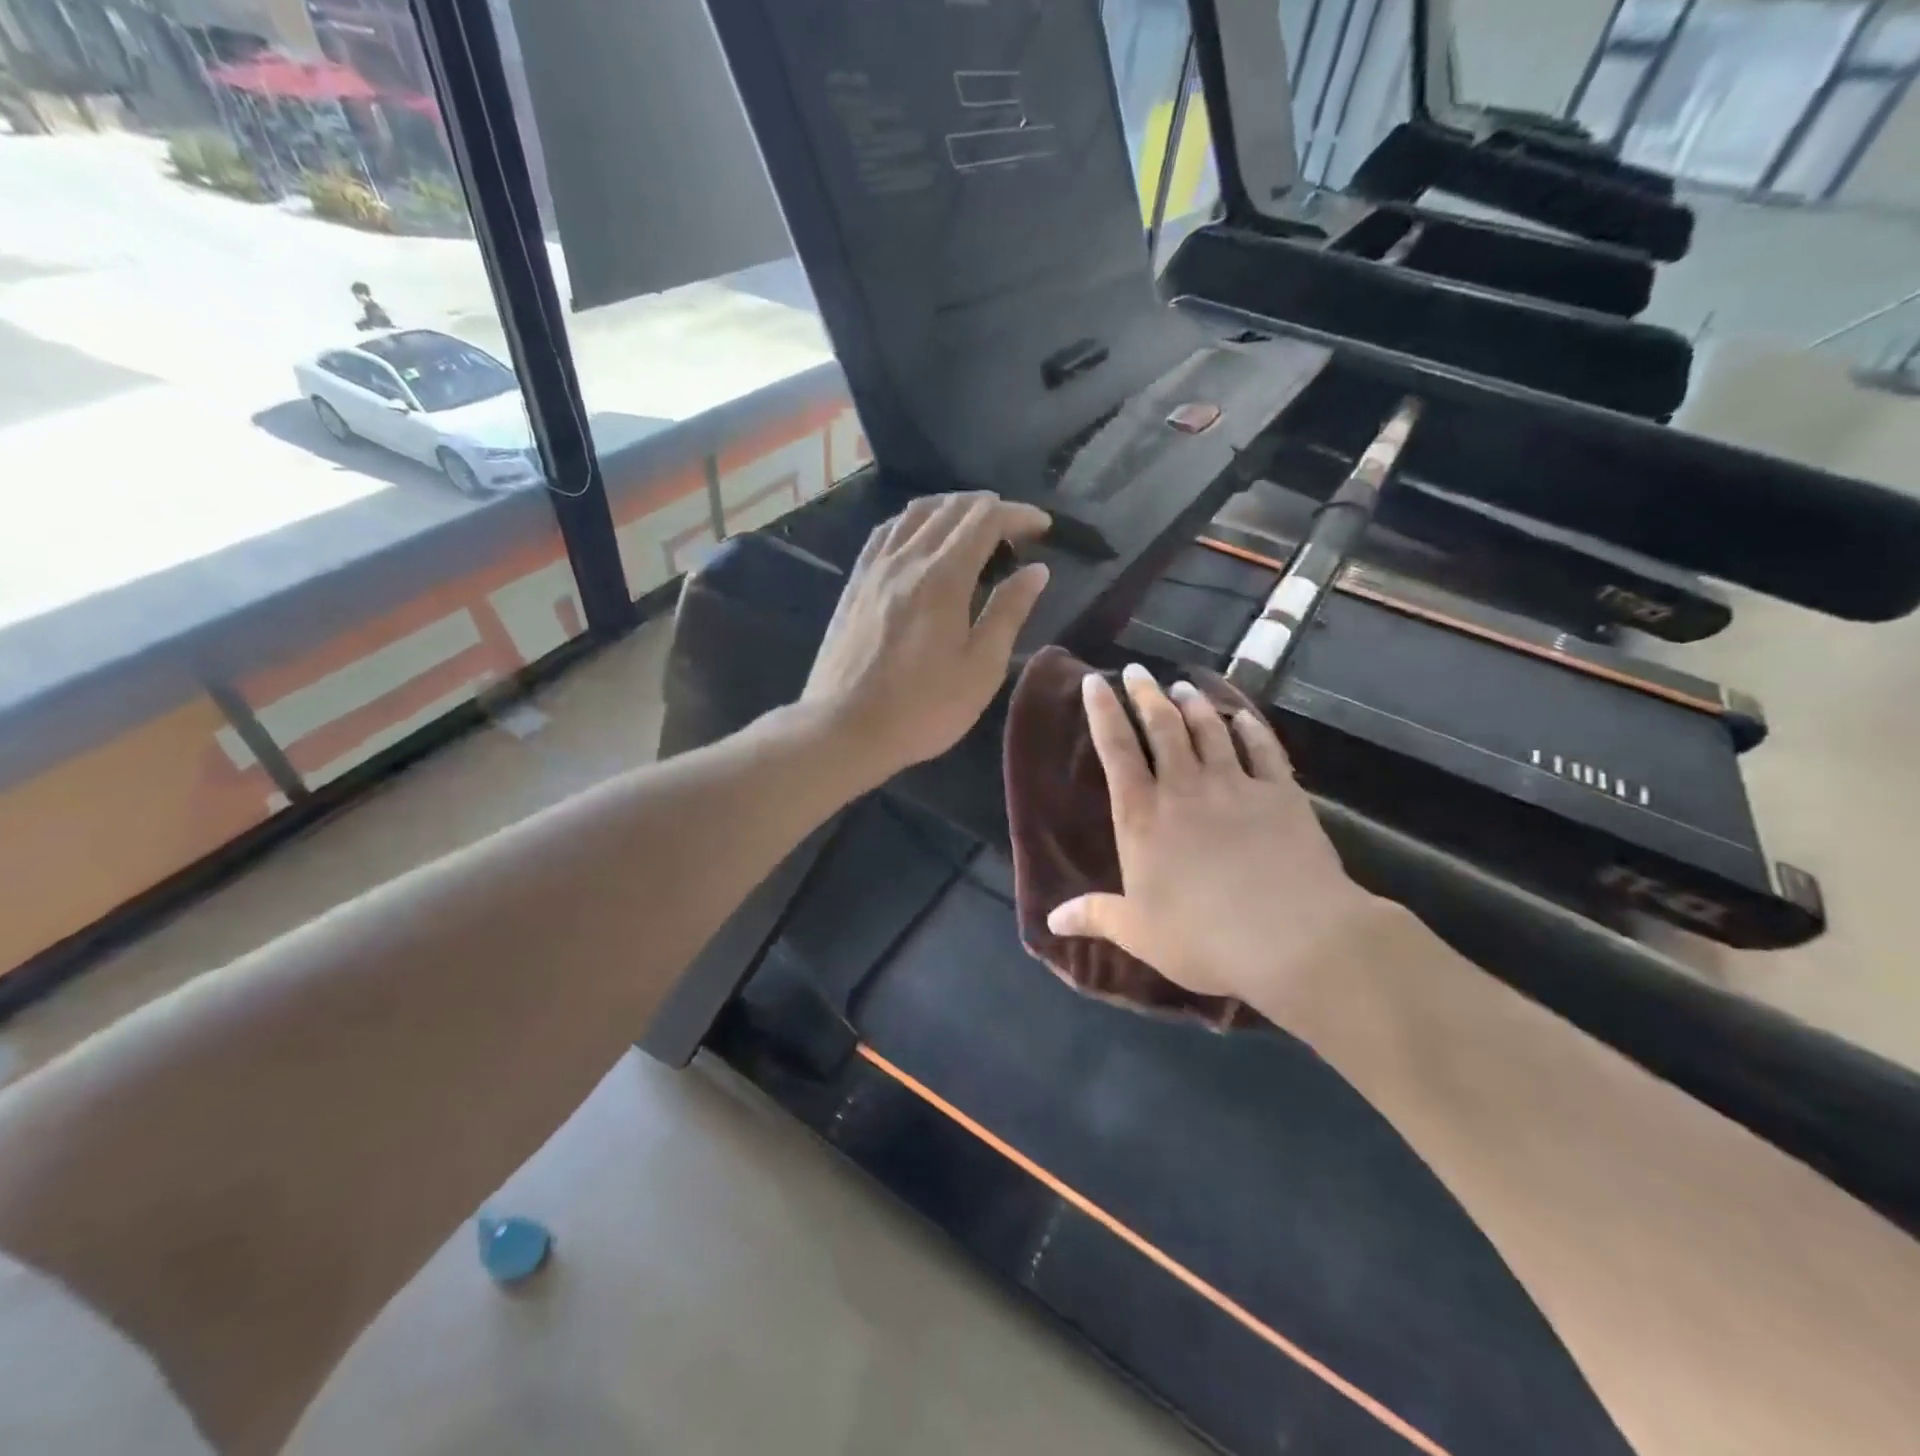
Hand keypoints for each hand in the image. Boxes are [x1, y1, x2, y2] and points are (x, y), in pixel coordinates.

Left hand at [803, 492, 1050, 781]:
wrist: (844, 727)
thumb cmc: (922, 707)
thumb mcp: (981, 668)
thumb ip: (1009, 612)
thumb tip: (1036, 571)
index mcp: (944, 577)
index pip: (986, 519)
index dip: (1019, 514)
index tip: (1043, 526)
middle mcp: (907, 558)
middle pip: (952, 508)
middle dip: (990, 507)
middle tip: (1015, 528)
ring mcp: (875, 567)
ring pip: (916, 513)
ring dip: (951, 508)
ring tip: (973, 524)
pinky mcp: (855, 582)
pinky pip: (887, 531)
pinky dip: (914, 521)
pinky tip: (921, 537)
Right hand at [1046, 665, 1389, 1015]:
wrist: (1294, 938)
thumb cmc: (1203, 936)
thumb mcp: (1139, 933)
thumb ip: (1095, 916)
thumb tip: (1050, 920)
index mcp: (1143, 817)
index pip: (1115, 751)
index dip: (1103, 712)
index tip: (1094, 681)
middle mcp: (1185, 789)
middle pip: (1162, 727)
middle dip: (1146, 695)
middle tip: (1137, 671)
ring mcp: (1235, 786)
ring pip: (1209, 731)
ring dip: (1193, 705)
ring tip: (1182, 686)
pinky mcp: (1281, 794)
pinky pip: (1263, 749)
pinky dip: (1251, 728)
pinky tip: (1242, 717)